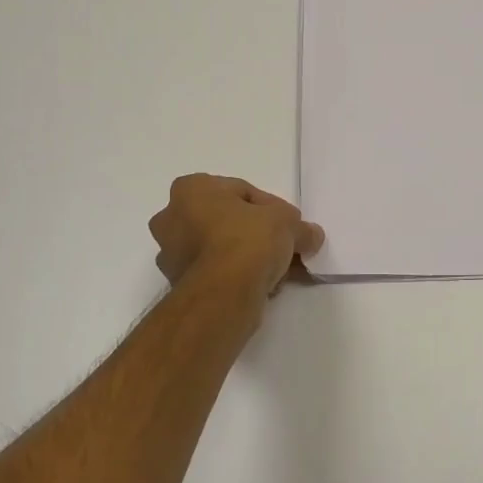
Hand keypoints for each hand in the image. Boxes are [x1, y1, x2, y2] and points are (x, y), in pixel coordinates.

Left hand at [149, 174, 324, 303]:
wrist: (224, 293)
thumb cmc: (248, 240)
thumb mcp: (287, 223)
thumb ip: (300, 226)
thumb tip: (312, 235)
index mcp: (191, 189)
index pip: (242, 192)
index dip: (272, 207)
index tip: (291, 225)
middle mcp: (171, 218)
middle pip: (226, 220)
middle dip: (256, 233)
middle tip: (285, 246)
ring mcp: (171, 253)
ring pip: (219, 248)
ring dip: (247, 257)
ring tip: (278, 271)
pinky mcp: (178, 284)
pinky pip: (214, 272)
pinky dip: (236, 276)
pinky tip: (263, 286)